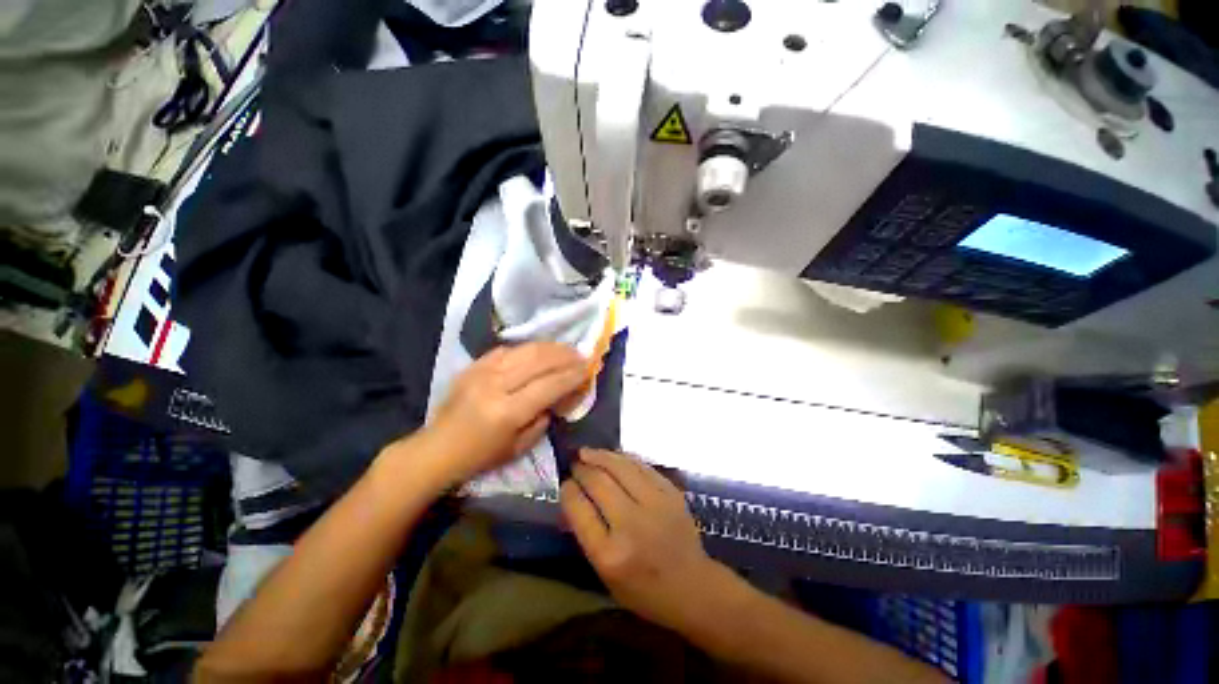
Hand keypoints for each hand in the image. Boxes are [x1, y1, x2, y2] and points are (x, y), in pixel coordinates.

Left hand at [424, 342, 585, 484]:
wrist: (436, 448)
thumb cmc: (480, 456)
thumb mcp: (519, 447)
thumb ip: (542, 420)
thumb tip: (558, 397)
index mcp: (507, 412)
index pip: (549, 385)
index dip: (571, 375)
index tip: (588, 368)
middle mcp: (495, 386)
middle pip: (538, 361)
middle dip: (564, 356)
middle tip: (581, 355)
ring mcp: (481, 372)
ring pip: (524, 350)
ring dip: (549, 347)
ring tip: (565, 349)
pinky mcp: (473, 366)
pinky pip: (505, 350)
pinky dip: (526, 348)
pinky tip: (538, 350)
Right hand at [561, 449, 731, 631]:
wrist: (692, 586)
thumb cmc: (643, 589)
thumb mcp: (605, 573)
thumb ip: (586, 533)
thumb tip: (572, 494)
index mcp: (610, 554)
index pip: (580, 509)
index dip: (568, 490)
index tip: (565, 482)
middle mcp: (632, 524)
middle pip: (599, 482)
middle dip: (582, 468)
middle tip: (575, 462)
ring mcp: (655, 504)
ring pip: (621, 466)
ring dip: (600, 456)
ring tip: (588, 452)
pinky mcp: (671, 492)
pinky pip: (641, 466)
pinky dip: (623, 458)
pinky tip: (613, 457)